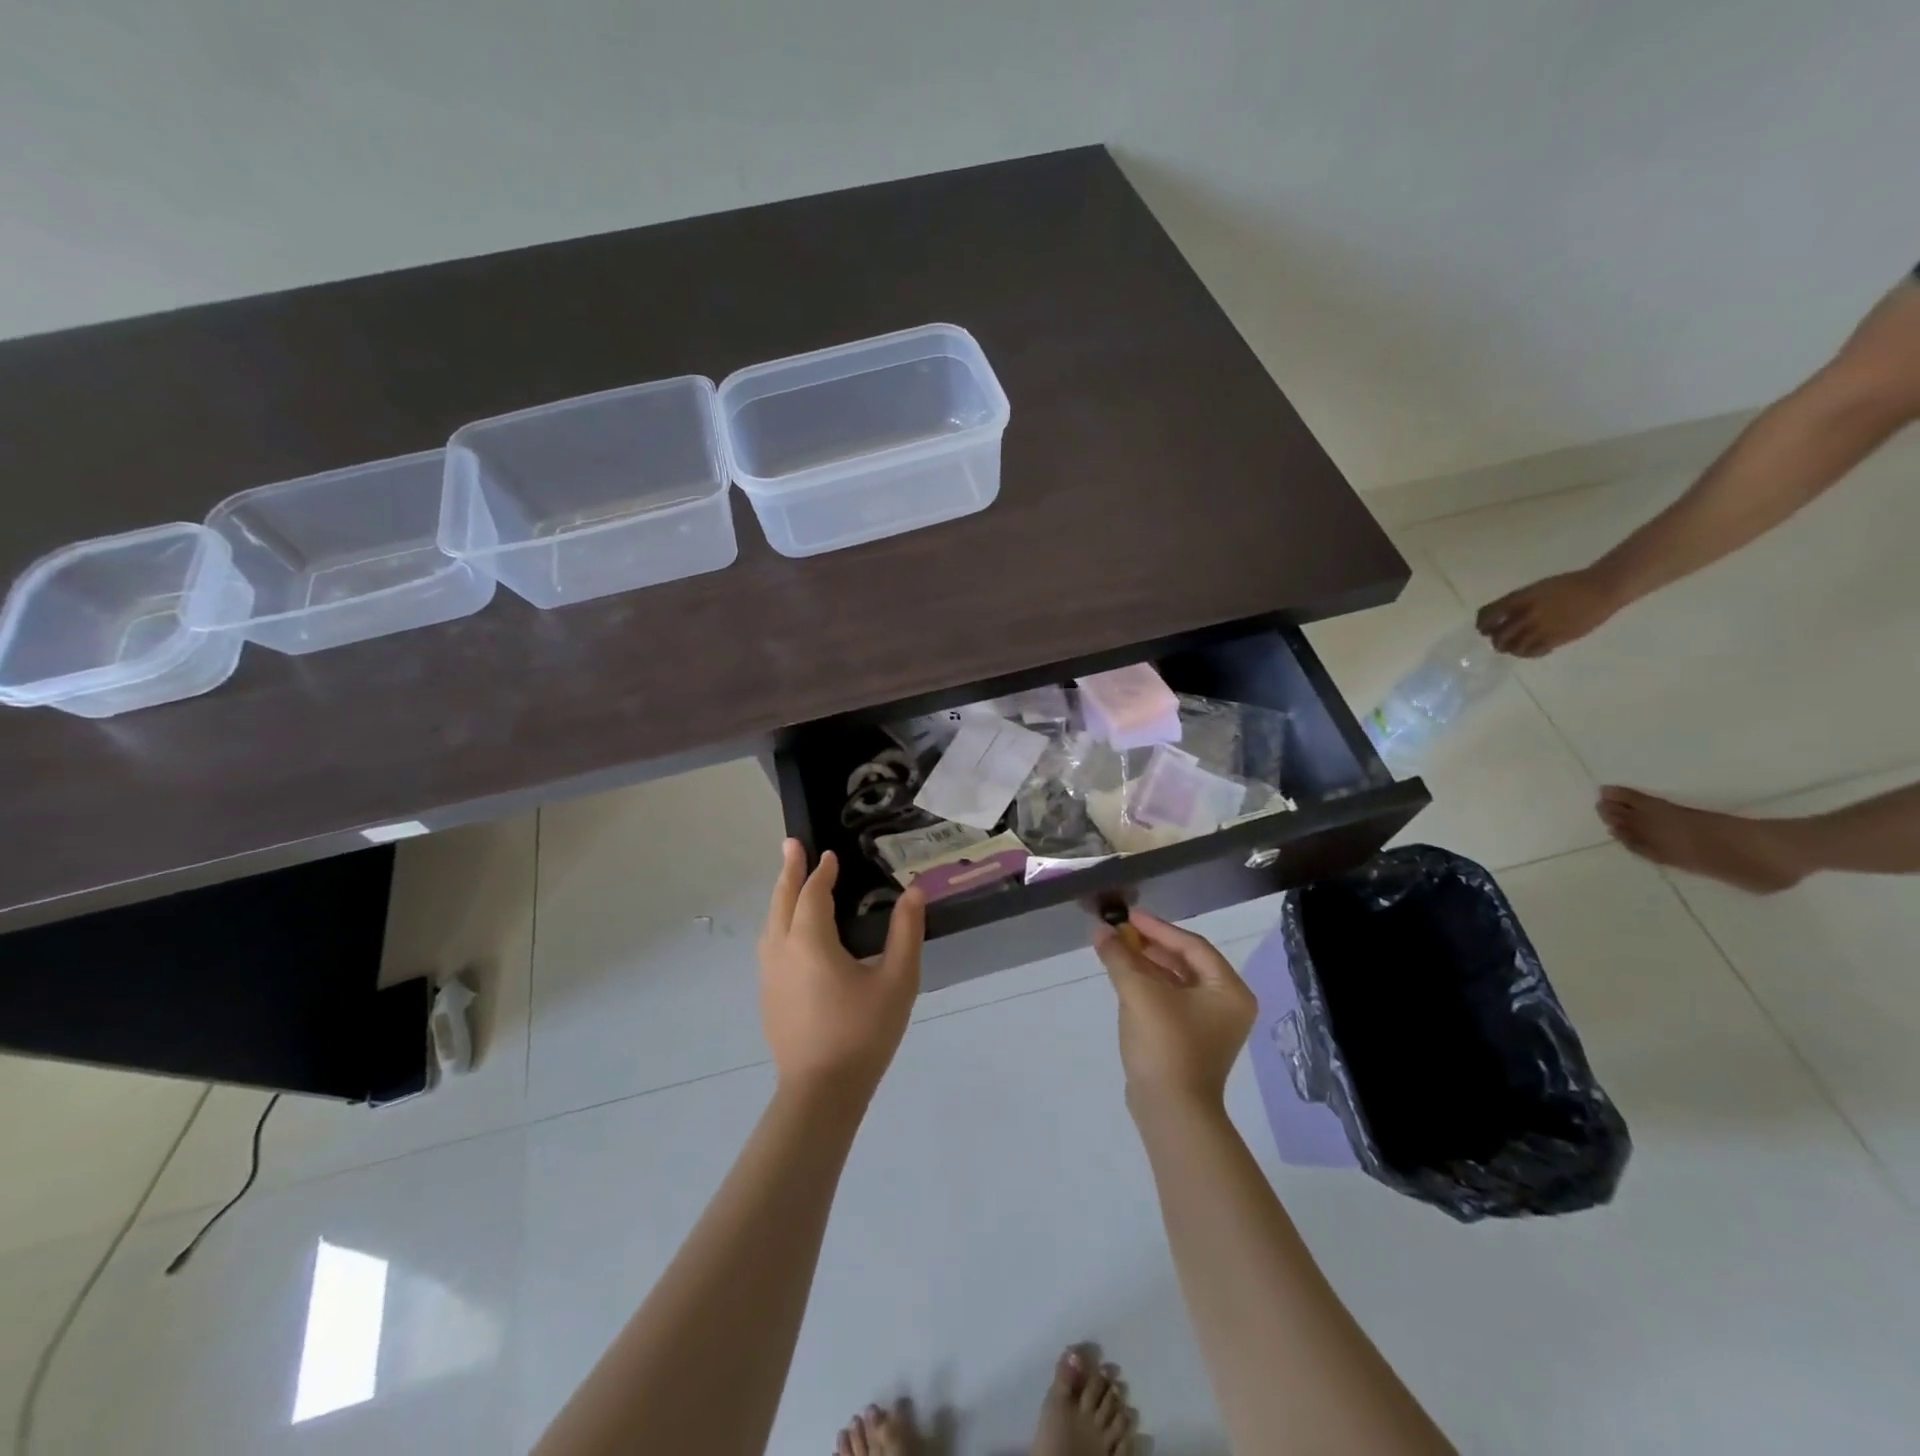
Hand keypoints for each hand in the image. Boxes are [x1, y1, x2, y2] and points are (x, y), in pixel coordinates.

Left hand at [758, 841, 923, 1100]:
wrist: (821, 1092)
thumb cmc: (863, 1032)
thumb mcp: (897, 981)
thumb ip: (906, 932)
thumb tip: (915, 891)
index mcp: (810, 941)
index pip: (813, 894)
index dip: (822, 872)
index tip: (830, 855)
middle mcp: (781, 950)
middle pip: (781, 900)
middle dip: (788, 871)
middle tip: (790, 844)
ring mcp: (769, 975)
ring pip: (770, 923)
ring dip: (780, 896)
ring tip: (789, 881)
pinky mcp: (767, 996)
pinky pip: (769, 944)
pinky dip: (778, 921)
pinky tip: (788, 930)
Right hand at [1093, 911, 1255, 1109]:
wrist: (1171, 1112)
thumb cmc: (1165, 1045)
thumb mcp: (1139, 993)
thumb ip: (1119, 957)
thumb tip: (1100, 929)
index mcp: (1229, 991)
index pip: (1192, 946)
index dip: (1158, 928)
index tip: (1128, 917)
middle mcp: (1228, 1004)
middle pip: (1186, 962)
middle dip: (1150, 945)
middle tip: (1120, 932)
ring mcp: (1211, 1025)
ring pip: (1176, 981)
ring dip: (1147, 965)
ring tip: (1117, 951)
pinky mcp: (1192, 1040)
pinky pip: (1171, 1000)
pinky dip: (1149, 986)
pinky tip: (1125, 978)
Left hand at [1475, 567, 1623, 657]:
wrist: (1602, 589)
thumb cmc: (1568, 585)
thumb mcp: (1536, 589)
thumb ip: (1517, 603)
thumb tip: (1501, 618)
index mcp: (1519, 599)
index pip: (1488, 615)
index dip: (1482, 625)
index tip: (1484, 629)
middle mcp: (1526, 615)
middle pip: (1498, 635)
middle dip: (1495, 639)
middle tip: (1498, 640)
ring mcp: (1541, 628)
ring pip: (1513, 647)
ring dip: (1510, 649)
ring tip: (1514, 647)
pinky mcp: (1556, 639)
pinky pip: (1533, 653)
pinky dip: (1528, 653)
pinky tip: (1532, 649)